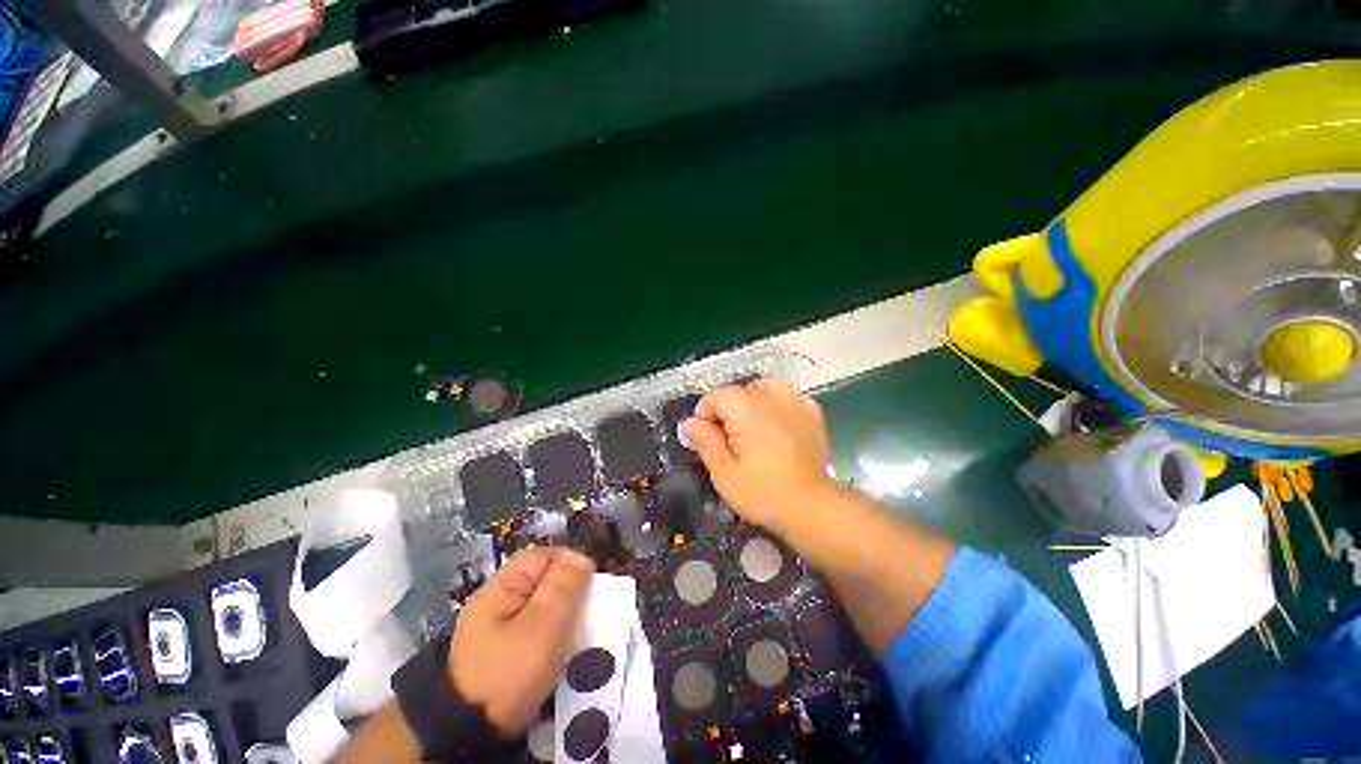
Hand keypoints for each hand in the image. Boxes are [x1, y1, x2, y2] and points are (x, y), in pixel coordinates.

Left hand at [448, 546, 593, 734]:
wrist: (467, 735)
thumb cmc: (507, 674)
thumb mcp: (541, 627)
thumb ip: (563, 588)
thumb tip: (581, 557)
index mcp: (502, 588)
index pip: (543, 556)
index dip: (570, 564)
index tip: (591, 587)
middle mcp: (498, 603)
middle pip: (543, 582)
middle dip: (569, 594)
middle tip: (587, 616)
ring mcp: (498, 631)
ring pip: (542, 609)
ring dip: (563, 619)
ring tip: (578, 637)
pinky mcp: (503, 655)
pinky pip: (536, 632)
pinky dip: (552, 638)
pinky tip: (562, 655)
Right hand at [684, 379, 836, 532]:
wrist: (811, 506)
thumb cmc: (762, 492)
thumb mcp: (723, 473)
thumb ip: (705, 441)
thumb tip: (691, 421)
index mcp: (746, 409)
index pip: (715, 395)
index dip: (705, 414)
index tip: (708, 438)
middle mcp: (770, 397)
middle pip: (739, 391)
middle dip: (727, 411)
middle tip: (730, 441)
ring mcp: (795, 402)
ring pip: (764, 387)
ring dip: (752, 401)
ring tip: (752, 427)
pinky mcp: (812, 413)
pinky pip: (788, 396)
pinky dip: (778, 404)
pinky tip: (777, 424)